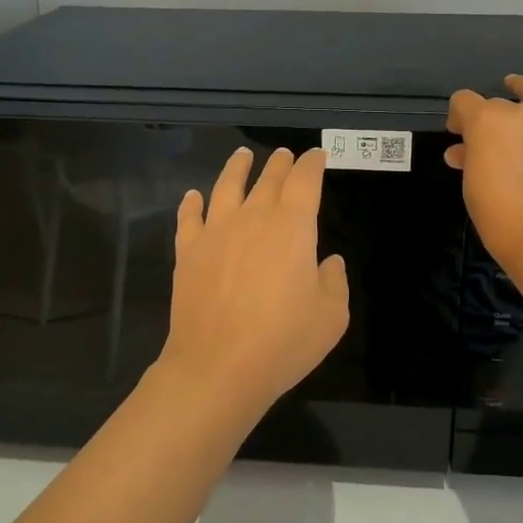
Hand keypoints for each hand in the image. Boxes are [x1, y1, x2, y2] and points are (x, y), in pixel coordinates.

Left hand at [155, 146, 349, 422]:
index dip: (312, 164)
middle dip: (280, 164)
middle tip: (285, 154)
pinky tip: (193, 196)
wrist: (217, 367)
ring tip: (242, 156)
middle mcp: (253, 218)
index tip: (317, 156)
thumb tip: (327, 261)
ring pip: (226, 187)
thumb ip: (334, 281)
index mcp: (292, 227)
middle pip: (268, 179)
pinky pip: (189, 218)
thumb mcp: (331, 316)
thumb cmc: (283, 341)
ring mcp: (216, 233)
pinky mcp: (188, 253)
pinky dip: (191, 204)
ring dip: (237, 168)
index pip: (305, 181)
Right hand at [445, 76, 522, 271]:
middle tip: (487, 139)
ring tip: (518, 87)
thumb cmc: (501, 216)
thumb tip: (462, 152)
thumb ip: (468, 161)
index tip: (458, 136)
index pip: (463, 102)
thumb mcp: (472, 187)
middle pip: (497, 103)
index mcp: (485, 122)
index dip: (458, 116)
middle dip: (487, 117)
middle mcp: (519, 112)